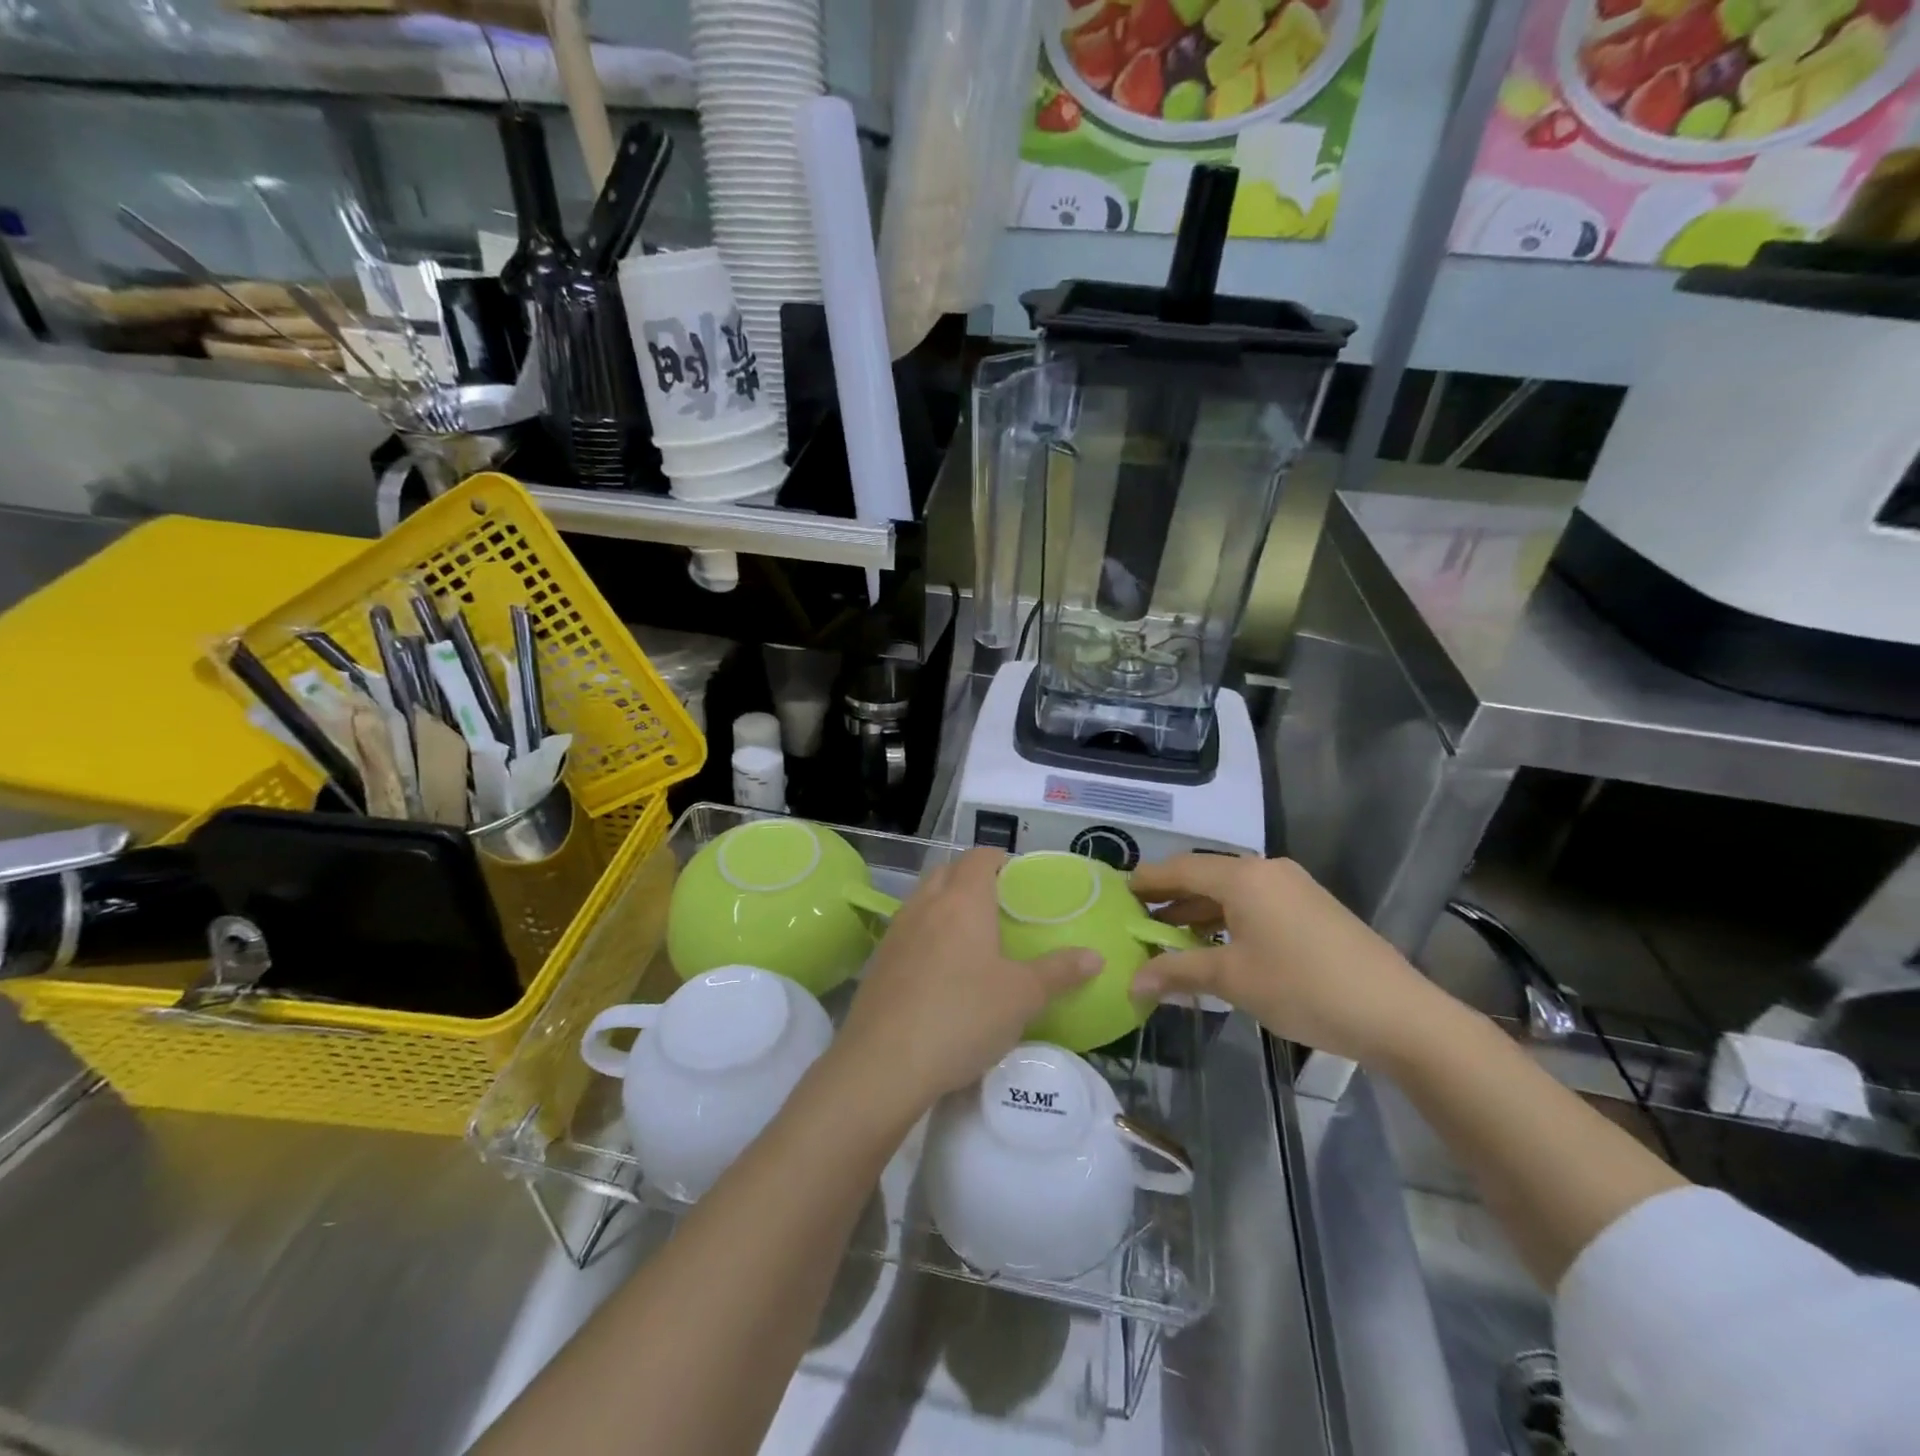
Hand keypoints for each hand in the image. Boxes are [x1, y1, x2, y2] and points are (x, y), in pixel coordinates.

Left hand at [835, 849, 1100, 1116]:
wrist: (884, 1063)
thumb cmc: (962, 1017)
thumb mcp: (1022, 998)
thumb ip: (1059, 972)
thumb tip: (1095, 956)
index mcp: (962, 901)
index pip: (978, 857)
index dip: (998, 858)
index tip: (1018, 875)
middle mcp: (925, 905)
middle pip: (947, 871)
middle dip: (970, 876)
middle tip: (998, 903)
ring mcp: (896, 932)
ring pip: (923, 899)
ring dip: (945, 902)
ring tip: (971, 934)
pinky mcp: (879, 961)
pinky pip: (908, 930)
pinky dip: (926, 932)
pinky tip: (940, 968)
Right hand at [1129, 855, 1446, 1067]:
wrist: (1398, 1014)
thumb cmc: (1303, 988)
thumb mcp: (1233, 980)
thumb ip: (1178, 972)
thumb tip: (1133, 982)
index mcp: (1244, 876)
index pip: (1181, 868)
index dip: (1147, 880)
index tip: (1118, 892)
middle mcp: (1267, 870)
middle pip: (1206, 877)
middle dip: (1171, 898)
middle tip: (1137, 918)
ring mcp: (1294, 888)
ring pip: (1232, 892)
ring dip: (1199, 913)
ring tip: (1169, 937)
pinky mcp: (1312, 909)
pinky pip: (1255, 904)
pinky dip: (1228, 920)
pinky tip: (1215, 946)